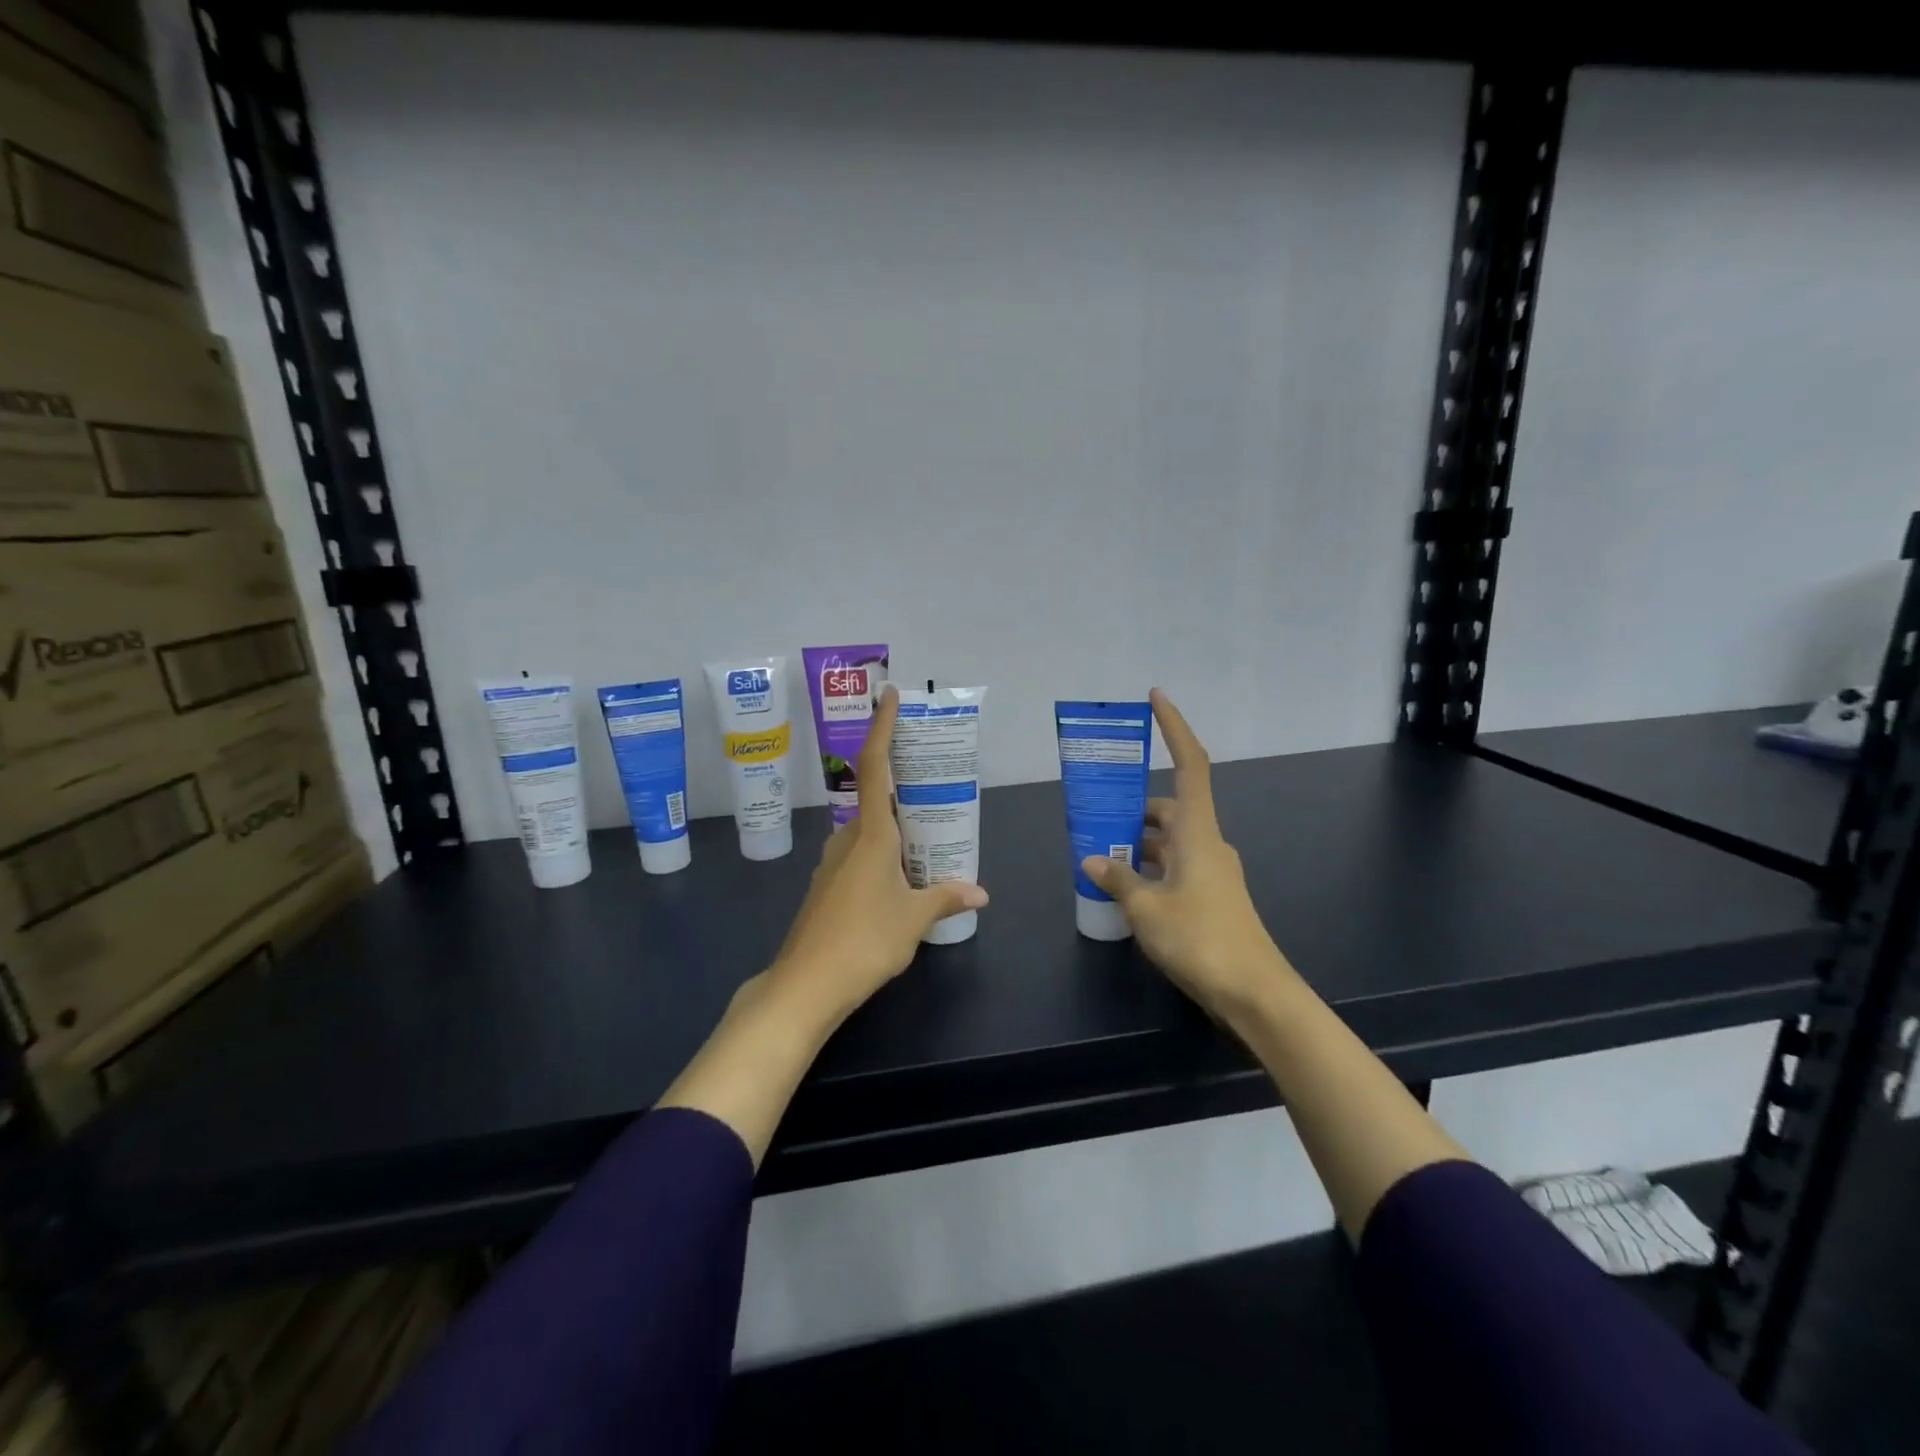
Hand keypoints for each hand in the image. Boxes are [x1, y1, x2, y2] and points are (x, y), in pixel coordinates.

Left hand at [768, 684, 988, 1025]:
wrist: (805, 985)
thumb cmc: (865, 941)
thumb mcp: (914, 919)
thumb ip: (946, 898)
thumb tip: (980, 892)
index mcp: (871, 835)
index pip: (876, 767)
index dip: (882, 728)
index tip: (889, 695)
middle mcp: (847, 839)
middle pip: (876, 800)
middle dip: (903, 790)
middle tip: (935, 789)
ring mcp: (832, 864)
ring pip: (868, 833)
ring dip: (894, 830)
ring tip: (928, 840)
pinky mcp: (826, 888)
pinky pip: (859, 857)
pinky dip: (882, 855)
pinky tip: (900, 880)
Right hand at [1081, 689, 1292, 1019]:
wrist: (1255, 993)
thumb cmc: (1201, 939)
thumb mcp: (1146, 908)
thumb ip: (1117, 880)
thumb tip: (1092, 860)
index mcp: (1197, 832)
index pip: (1189, 764)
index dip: (1174, 727)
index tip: (1156, 697)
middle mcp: (1208, 843)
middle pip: (1170, 807)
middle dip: (1134, 807)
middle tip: (1096, 813)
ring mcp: (1213, 871)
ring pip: (1170, 841)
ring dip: (1138, 842)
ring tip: (1099, 853)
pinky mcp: (1212, 897)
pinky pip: (1175, 866)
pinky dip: (1150, 867)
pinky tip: (1124, 887)